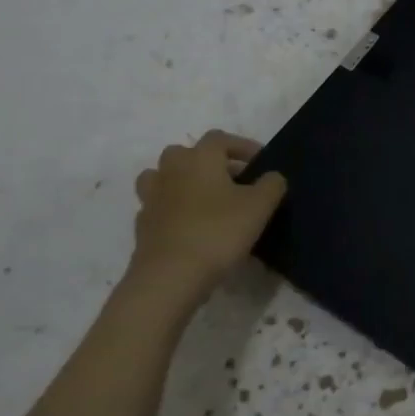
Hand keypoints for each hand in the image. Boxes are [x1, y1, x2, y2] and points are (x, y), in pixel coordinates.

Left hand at [122, 131, 286, 319]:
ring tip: (206, 200)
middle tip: (232, 181)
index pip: (220, 138)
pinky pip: (159, 207)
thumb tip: (272, 177)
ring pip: (164, 177)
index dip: (242, 146)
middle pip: (186, 153)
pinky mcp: (142, 226)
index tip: (260, 162)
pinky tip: (191, 227)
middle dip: (209, 162)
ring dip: (183, 182)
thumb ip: (272, 184)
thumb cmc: (218, 231)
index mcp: (199, 158)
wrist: (170, 277)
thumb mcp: (260, 206)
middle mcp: (171, 170)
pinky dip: (173, 210)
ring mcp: (151, 198)